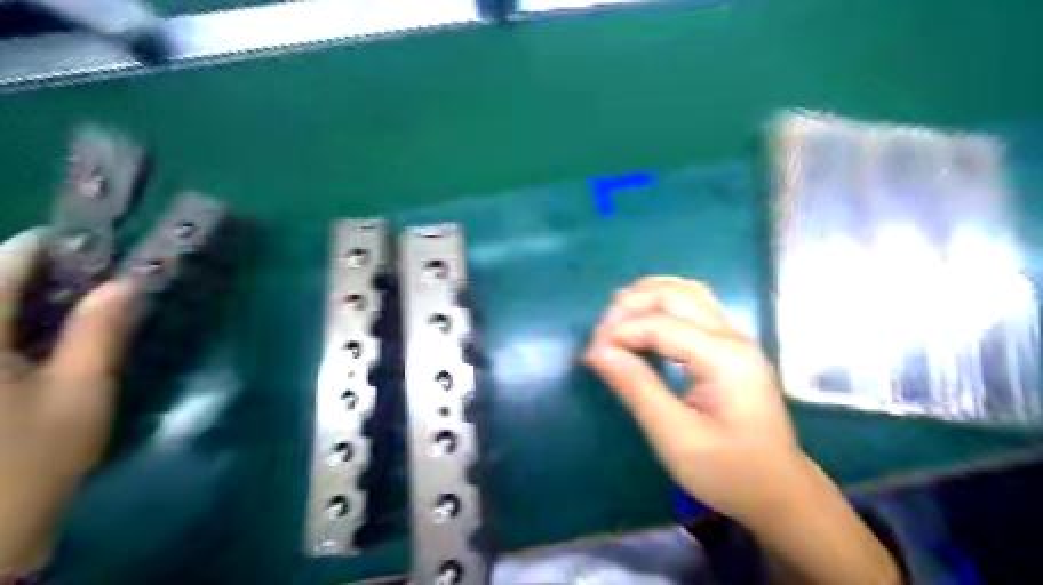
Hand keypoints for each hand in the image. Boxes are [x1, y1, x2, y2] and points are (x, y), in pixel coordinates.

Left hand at [0, 229, 139, 570]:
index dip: (51, 249)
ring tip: (74, 316)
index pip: (4, 264)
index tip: (98, 251)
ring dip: (26, 306)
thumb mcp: (80, 396)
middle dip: (41, 279)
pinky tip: (37, 347)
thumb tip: (125, 284)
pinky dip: (12, 332)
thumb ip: (99, 334)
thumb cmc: (28, 465)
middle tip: (95, 290)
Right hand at [582, 277, 901, 583]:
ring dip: (645, 296)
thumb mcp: (675, 438)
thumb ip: (636, 388)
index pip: (659, 323)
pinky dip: (661, 303)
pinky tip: (643, 319)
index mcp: (723, 357)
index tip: (590, 356)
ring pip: (685, 291)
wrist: (778, 491)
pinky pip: (692, 304)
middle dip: (629, 306)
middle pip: (673, 294)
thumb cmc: (728, 472)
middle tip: (600, 338)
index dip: (618, 332)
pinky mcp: (729, 344)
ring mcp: (734, 337)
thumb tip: (597, 351)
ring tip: (615, 321)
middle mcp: (732, 336)